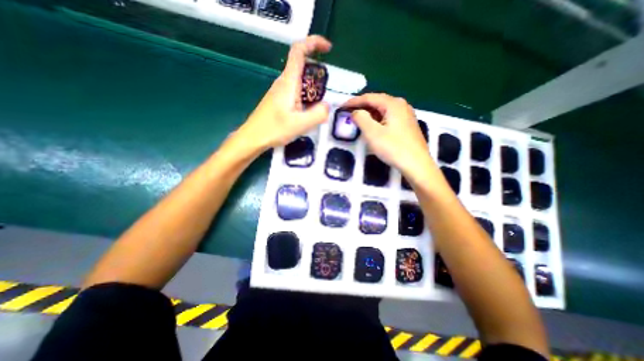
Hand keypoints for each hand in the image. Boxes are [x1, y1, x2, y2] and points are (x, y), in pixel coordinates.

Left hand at [239, 33, 334, 148]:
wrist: (253, 138)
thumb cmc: (274, 130)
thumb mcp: (300, 124)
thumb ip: (318, 114)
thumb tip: (327, 106)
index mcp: (288, 82)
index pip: (299, 51)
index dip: (314, 43)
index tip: (328, 49)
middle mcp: (283, 82)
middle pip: (302, 66)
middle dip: (318, 75)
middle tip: (325, 94)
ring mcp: (280, 91)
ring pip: (300, 82)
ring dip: (313, 89)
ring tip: (316, 109)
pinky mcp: (280, 101)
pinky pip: (296, 93)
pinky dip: (306, 98)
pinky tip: (307, 114)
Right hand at [342, 93, 442, 184]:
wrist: (417, 164)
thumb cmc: (393, 148)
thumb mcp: (372, 133)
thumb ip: (361, 118)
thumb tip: (356, 112)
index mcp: (393, 104)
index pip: (369, 98)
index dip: (353, 102)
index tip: (342, 107)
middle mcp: (401, 105)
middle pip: (377, 102)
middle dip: (361, 107)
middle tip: (349, 114)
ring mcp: (406, 115)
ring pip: (383, 111)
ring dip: (369, 114)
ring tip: (358, 121)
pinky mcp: (407, 125)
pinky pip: (388, 118)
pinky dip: (378, 120)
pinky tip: (373, 127)